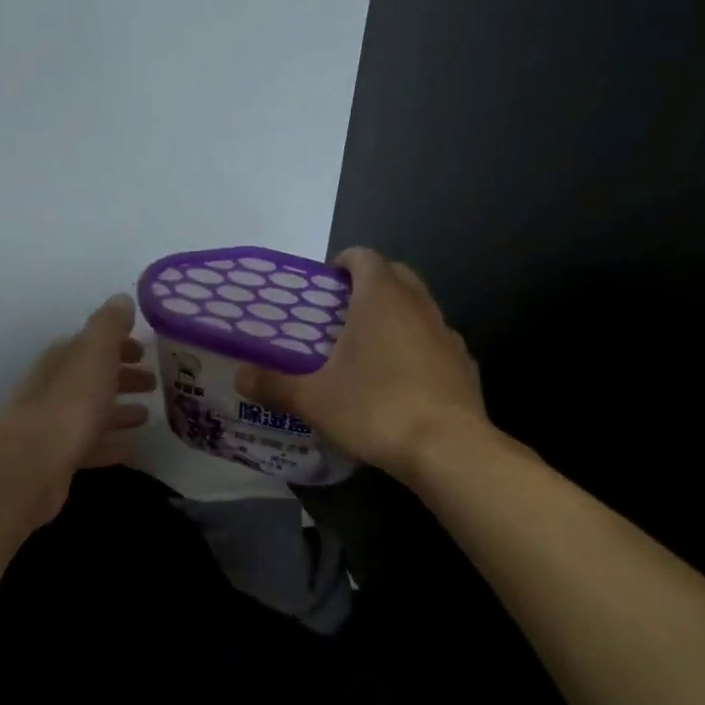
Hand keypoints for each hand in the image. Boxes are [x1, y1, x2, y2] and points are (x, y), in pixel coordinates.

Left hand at [0, 292, 156, 520]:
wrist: (33, 462)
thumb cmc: (70, 402)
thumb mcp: (94, 353)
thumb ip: (109, 325)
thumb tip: (122, 300)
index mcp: (63, 360)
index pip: (90, 345)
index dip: (118, 345)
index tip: (145, 351)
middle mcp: (55, 389)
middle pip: (91, 379)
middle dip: (121, 378)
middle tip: (153, 383)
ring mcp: (55, 426)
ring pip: (91, 414)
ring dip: (117, 412)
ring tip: (146, 416)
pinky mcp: (59, 459)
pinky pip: (90, 447)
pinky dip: (110, 445)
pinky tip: (130, 449)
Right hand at [236, 247, 488, 477]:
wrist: (445, 447)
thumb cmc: (374, 409)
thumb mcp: (313, 401)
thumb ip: (274, 385)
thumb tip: (240, 377)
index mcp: (380, 298)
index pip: (364, 257)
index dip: (343, 263)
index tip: (326, 283)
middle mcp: (418, 305)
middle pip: (396, 276)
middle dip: (371, 285)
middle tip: (342, 314)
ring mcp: (447, 334)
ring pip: (419, 309)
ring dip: (396, 317)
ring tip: (370, 350)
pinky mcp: (464, 364)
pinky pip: (435, 344)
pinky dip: (418, 350)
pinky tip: (402, 381)